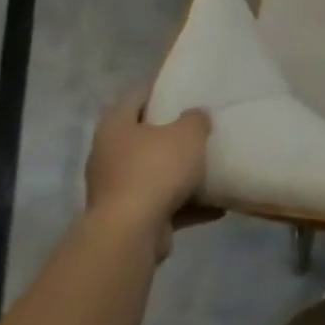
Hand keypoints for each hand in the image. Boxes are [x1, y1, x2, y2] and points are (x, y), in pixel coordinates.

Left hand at [82, 90, 210, 258]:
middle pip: (143, 136)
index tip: (184, 89)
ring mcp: (115, 190)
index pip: (137, 96)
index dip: (160, 89)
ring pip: (152, 173)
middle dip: (170, 134)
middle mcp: (108, 155)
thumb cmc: (155, 170)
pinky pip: (161, 205)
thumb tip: (195, 116)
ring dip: (178, 173)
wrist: (130, 235)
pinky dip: (186, 205)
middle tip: (198, 127)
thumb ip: (195, 120)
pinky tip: (216, 206)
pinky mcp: (127, 221)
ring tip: (210, 167)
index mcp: (115, 125)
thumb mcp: (188, 134)